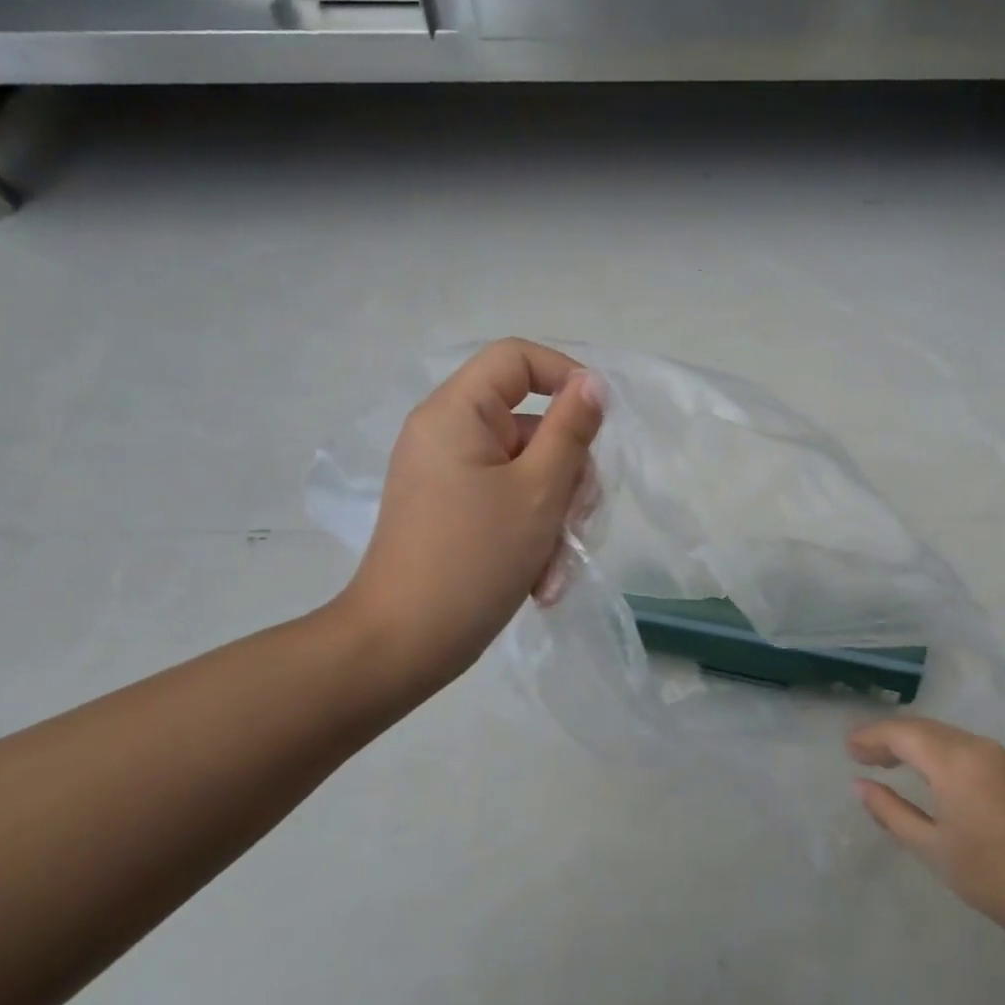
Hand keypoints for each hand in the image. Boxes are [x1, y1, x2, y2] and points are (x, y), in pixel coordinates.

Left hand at [333, 339, 604, 696]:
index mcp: (456, 414)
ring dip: (555, 515)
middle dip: (568, 473)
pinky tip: (541, 579)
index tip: (600, 422)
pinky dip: (532, 533)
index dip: (565, 377)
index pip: (516, 359)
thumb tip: (593, 382)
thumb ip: (571, 430)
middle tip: (579, 519)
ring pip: (529, 470)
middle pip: (532, 423)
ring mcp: (450, 476)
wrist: (404, 645)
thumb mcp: (539, 491)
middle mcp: (448, 435)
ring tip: (556, 566)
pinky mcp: (455, 511)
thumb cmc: (474, 560)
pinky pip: (509, 502)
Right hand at [848, 717, 1004, 958]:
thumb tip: (860, 785)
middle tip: (860, 755)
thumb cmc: (993, 877)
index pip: (903, 734)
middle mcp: (977, 746)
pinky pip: (965, 746)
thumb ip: (891, 812)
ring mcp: (1001, 757)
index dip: (872, 737)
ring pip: (945, 735)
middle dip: (890, 737)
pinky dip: (938, 751)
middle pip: (924, 728)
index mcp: (955, 760)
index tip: (847, 749)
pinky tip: (928, 773)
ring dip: (914, 743)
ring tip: (888, 762)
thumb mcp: (932, 848)